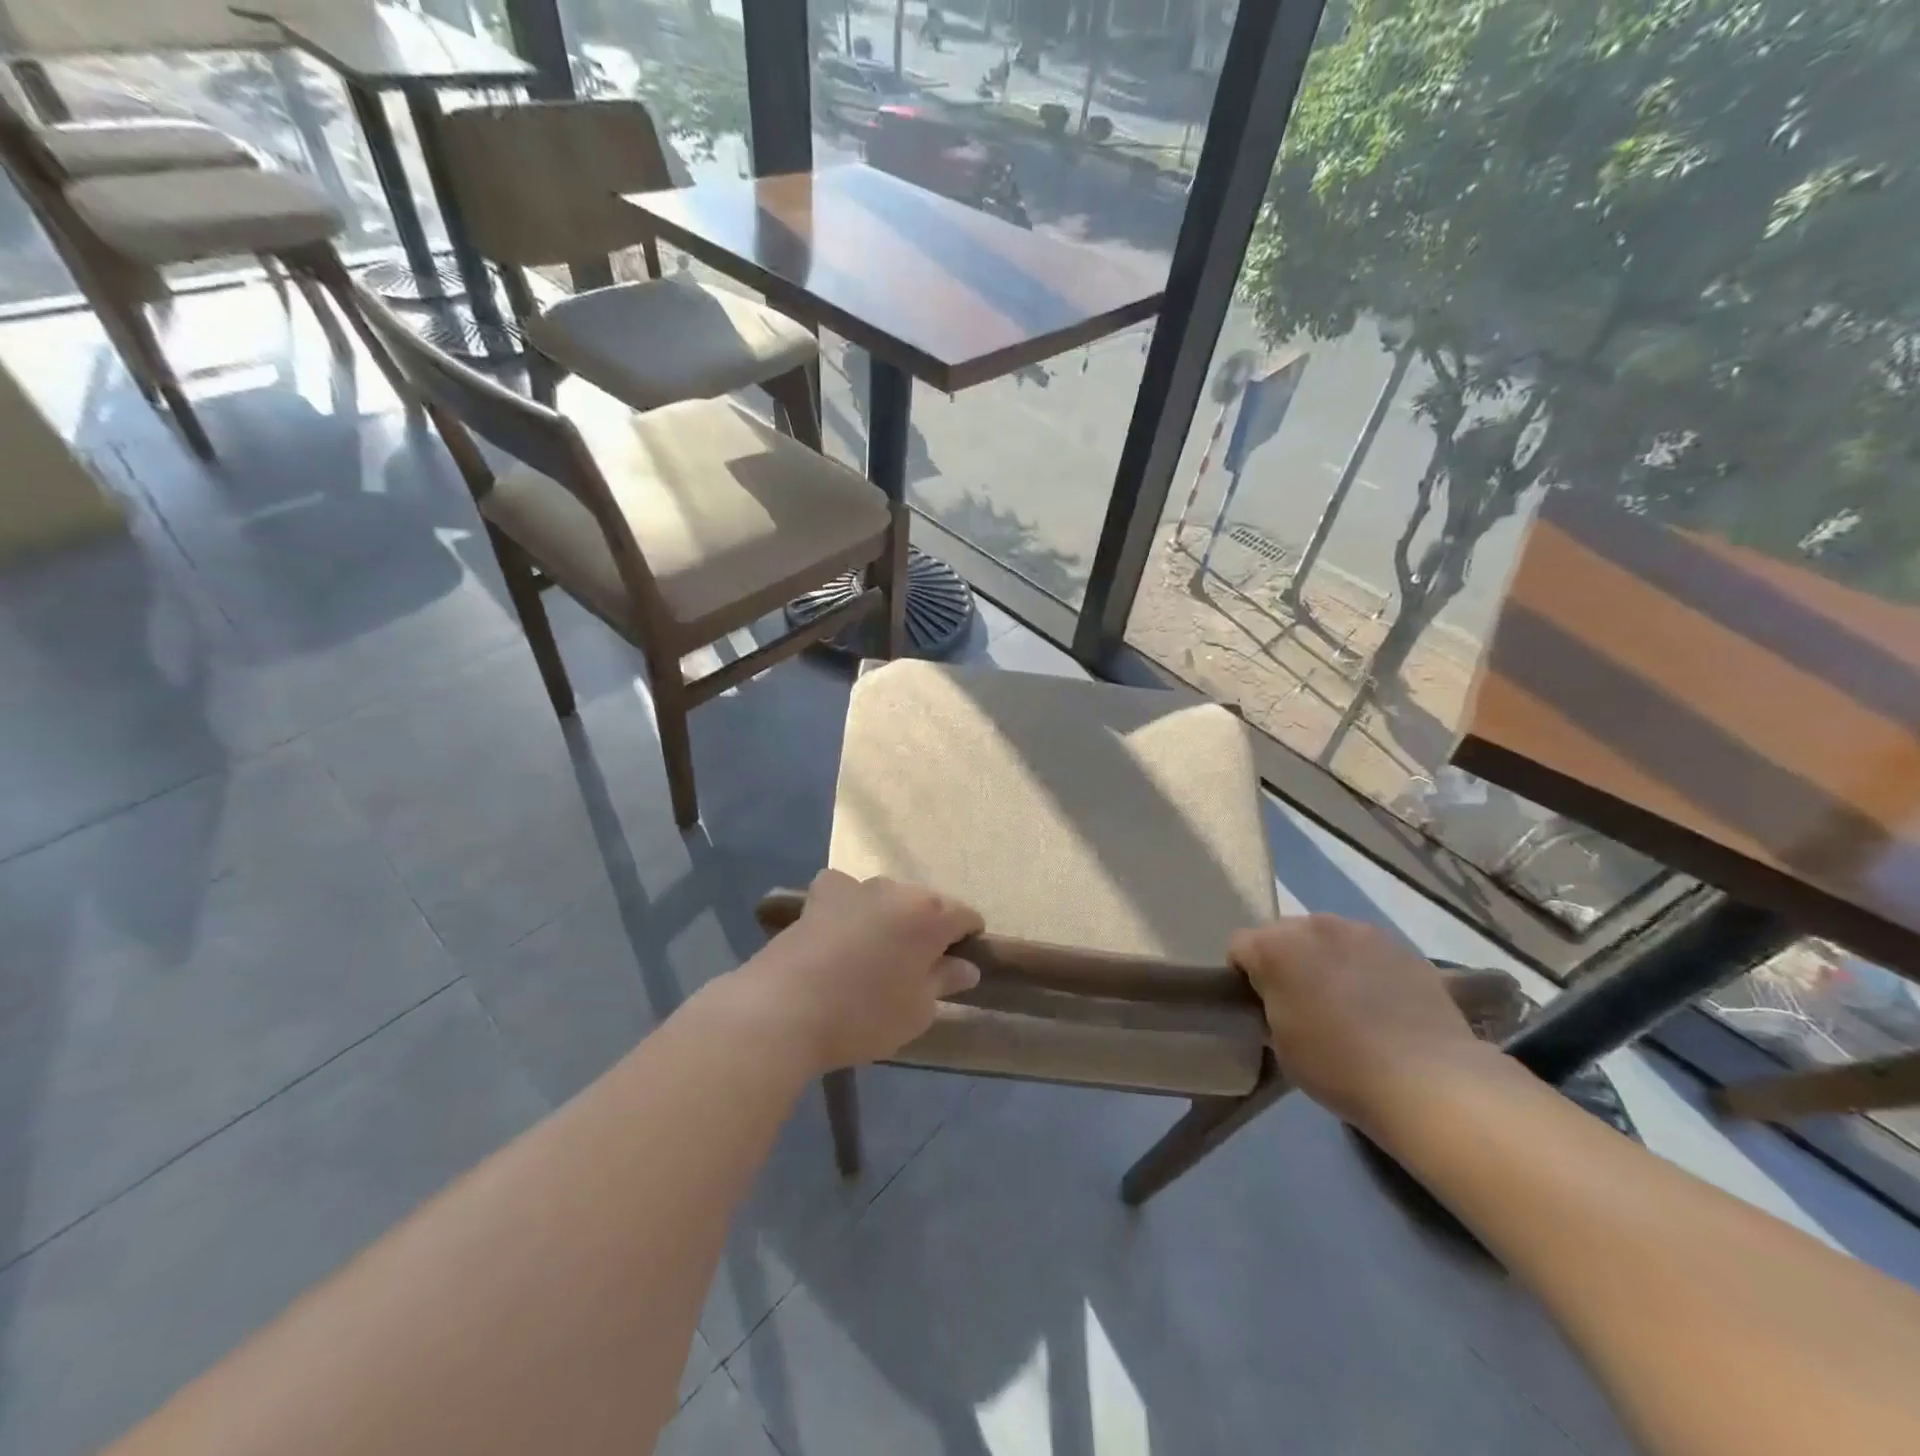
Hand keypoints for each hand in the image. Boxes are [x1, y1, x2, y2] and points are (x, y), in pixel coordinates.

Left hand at [729, 870, 983, 1073]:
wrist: (784, 1009)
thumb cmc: (864, 1015)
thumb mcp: (917, 1011)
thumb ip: (944, 981)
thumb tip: (965, 966)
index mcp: (930, 914)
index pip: (966, 916)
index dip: (968, 939)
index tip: (957, 967)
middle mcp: (897, 889)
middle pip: (925, 904)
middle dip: (927, 929)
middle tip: (916, 968)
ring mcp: (855, 887)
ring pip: (886, 898)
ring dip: (888, 918)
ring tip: (874, 955)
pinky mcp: (819, 896)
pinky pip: (845, 892)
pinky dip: (849, 906)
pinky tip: (839, 931)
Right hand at [1230, 916, 1495, 1130]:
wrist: (1429, 1081)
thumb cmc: (1338, 1066)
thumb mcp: (1280, 1043)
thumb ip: (1271, 1006)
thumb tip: (1280, 1000)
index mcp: (1274, 947)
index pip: (1239, 947)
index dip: (1244, 976)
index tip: (1260, 1006)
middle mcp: (1313, 925)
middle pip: (1283, 934)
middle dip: (1285, 961)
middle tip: (1301, 1003)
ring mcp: (1361, 931)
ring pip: (1326, 938)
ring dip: (1324, 959)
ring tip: (1346, 1001)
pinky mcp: (1401, 945)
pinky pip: (1366, 950)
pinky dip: (1363, 967)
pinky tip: (1380, 1003)